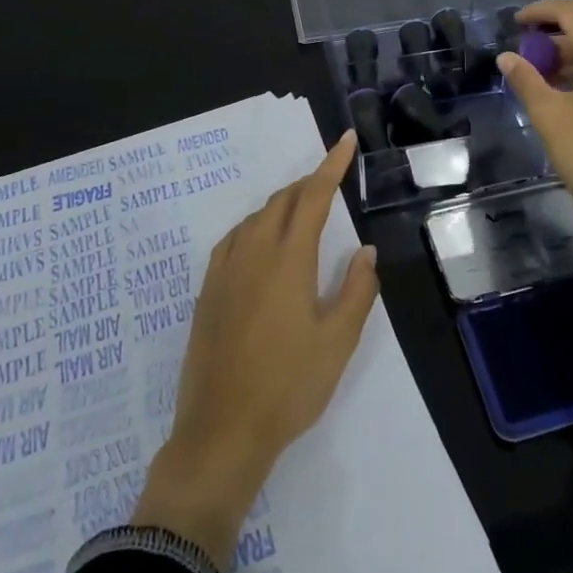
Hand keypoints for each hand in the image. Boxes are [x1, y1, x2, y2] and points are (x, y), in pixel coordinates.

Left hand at [133, 131, 379, 567]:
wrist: (221, 432)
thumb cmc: (288, 386)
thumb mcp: (337, 342)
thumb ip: (356, 290)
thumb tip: (365, 251)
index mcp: (288, 259)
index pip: (313, 196)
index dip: (332, 165)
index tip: (344, 139)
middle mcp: (253, 252)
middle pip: (282, 201)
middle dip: (308, 184)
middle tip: (331, 184)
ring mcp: (225, 270)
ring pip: (256, 217)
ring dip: (282, 206)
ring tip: (302, 214)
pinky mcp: (208, 290)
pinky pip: (234, 238)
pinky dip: (255, 226)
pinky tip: (261, 244)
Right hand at [500, 1, 572, 334]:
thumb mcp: (551, 117)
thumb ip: (527, 81)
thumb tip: (507, 57)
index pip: (572, 14)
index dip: (541, 11)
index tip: (515, 22)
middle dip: (550, 42)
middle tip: (520, 59)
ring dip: (564, 62)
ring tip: (535, 81)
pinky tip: (561, 100)